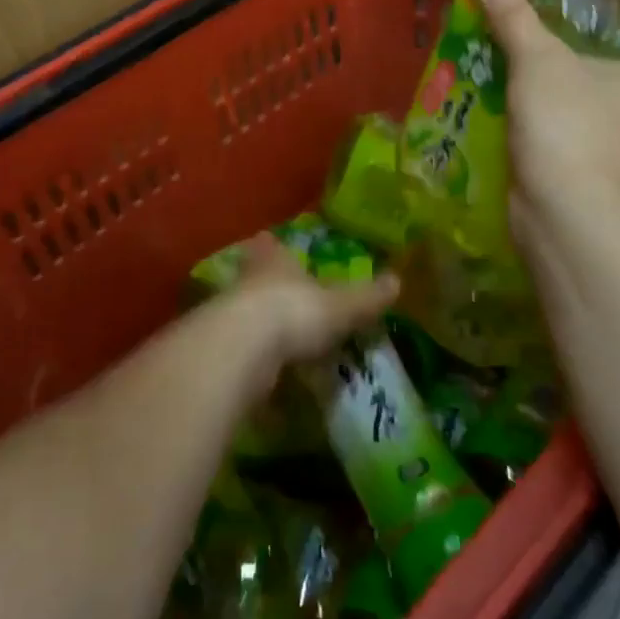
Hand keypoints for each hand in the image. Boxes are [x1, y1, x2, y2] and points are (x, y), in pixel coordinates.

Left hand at [222, 233, 398, 384]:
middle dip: (266, 285)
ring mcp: (229, 314)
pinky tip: (265, 373)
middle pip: (254, 276)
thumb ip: (367, 297)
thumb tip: (397, 281)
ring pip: (245, 312)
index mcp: (275, 260)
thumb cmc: (294, 312)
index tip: (274, 245)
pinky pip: (241, 350)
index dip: (273, 247)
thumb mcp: (341, 305)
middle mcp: (248, 280)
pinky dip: (253, 359)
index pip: (271, 246)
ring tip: (279, 339)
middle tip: (282, 296)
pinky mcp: (221, 350)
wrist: (241, 350)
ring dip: (258, 323)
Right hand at [479, 0, 619, 239]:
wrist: (565, 213)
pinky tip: (546, 94)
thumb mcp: (538, 62)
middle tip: (590, 9)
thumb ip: (516, 20)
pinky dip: (583, 102)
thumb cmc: (571, 125)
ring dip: (601, 71)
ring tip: (559, 48)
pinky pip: (605, 120)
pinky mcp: (616, 169)